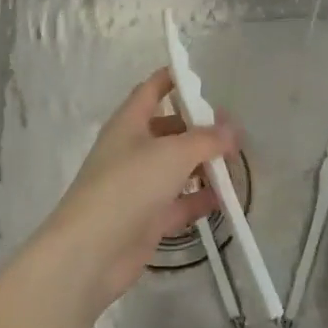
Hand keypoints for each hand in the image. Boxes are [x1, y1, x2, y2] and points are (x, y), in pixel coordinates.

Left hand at [32, 68, 239, 311]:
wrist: (91, 251)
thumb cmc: (128, 186)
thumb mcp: (173, 153)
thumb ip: (206, 139)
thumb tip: (231, 130)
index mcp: (129, 124)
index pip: (151, 90)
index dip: (173, 79)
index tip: (201, 75)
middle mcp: (132, 150)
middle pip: (169, 130)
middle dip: (199, 128)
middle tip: (233, 131)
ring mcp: (138, 186)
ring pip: (176, 168)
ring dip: (203, 166)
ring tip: (236, 164)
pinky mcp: (147, 219)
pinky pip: (179, 202)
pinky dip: (200, 199)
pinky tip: (226, 199)